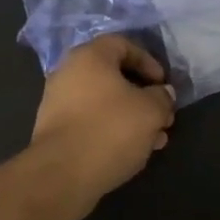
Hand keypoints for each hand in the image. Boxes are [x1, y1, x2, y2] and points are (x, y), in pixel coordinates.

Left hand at [31, 36, 176, 204]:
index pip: (123, 44)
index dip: (149, 62)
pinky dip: (112, 130)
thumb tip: (163, 93)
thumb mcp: (150, 110)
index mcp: (89, 57)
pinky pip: (90, 121)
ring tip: (155, 140)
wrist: (61, 174)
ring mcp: (58, 102)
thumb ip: (162, 97)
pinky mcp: (55, 130)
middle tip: (163, 116)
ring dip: (132, 116)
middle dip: (143, 96)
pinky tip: (132, 151)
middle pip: (114, 76)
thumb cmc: (110, 129)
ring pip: (104, 102)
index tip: (163, 85)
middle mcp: (69, 72)